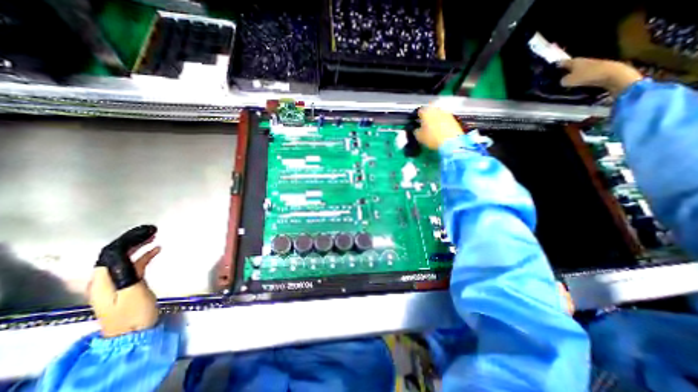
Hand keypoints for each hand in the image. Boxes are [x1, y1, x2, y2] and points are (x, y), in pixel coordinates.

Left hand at [89, 225, 158, 337]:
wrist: (135, 333)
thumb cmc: (134, 313)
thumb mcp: (132, 292)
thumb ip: (127, 273)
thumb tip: (126, 255)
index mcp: (102, 281)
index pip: (109, 255)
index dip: (125, 241)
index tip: (144, 232)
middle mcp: (105, 280)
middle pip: (115, 256)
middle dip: (132, 242)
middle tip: (151, 232)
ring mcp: (116, 283)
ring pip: (125, 259)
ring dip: (139, 248)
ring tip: (154, 238)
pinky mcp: (128, 285)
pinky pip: (134, 266)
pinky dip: (144, 257)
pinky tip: (156, 251)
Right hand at [414, 105, 461, 148]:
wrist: (451, 141)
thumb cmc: (432, 138)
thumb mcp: (419, 137)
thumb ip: (416, 131)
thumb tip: (417, 129)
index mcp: (426, 112)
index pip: (419, 111)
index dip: (418, 117)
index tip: (417, 122)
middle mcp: (436, 109)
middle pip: (430, 111)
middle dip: (428, 116)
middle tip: (425, 124)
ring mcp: (446, 113)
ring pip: (438, 114)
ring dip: (436, 119)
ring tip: (434, 127)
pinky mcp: (453, 118)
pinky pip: (445, 118)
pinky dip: (442, 122)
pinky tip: (441, 129)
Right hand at [561, 56, 639, 94]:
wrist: (612, 74)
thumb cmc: (587, 76)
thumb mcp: (568, 81)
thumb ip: (562, 81)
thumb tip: (562, 80)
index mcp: (574, 61)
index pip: (561, 63)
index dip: (555, 67)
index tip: (550, 71)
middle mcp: (582, 61)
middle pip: (570, 66)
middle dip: (564, 71)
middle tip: (556, 78)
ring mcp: (591, 64)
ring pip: (577, 69)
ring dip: (572, 74)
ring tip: (566, 82)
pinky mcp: (597, 69)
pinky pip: (584, 73)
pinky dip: (580, 77)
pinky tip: (577, 83)